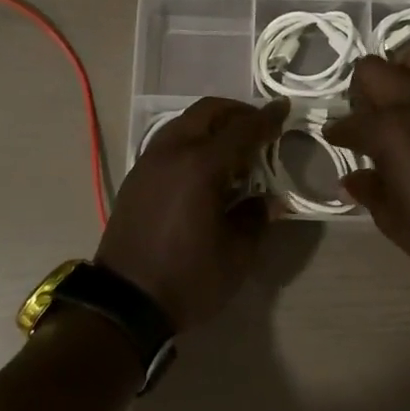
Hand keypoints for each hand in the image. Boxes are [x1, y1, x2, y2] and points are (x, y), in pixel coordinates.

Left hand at [95, 97, 285, 331]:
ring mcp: (149, 162)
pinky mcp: (136, 177)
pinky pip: (168, 142)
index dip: (266, 119)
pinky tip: (204, 167)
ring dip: (211, 125)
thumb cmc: (188, 278)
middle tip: (259, 126)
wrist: (125, 301)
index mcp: (200, 166)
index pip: (241, 130)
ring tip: (233, 148)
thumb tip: (269, 200)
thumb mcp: (237, 255)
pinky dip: (191, 140)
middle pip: (207, 112)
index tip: (284, 109)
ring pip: (184, 123)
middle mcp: (172, 152)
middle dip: (236, 112)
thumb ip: (256, 218)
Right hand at [325, 45, 409, 285]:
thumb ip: (369, 192)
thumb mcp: (395, 222)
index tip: (335, 140)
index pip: (349, 123)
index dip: (337, 133)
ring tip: (407, 93)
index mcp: (389, 132)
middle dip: (362, 88)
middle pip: (374, 68)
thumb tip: (351, 178)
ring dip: (406, 69)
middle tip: (368, 112)